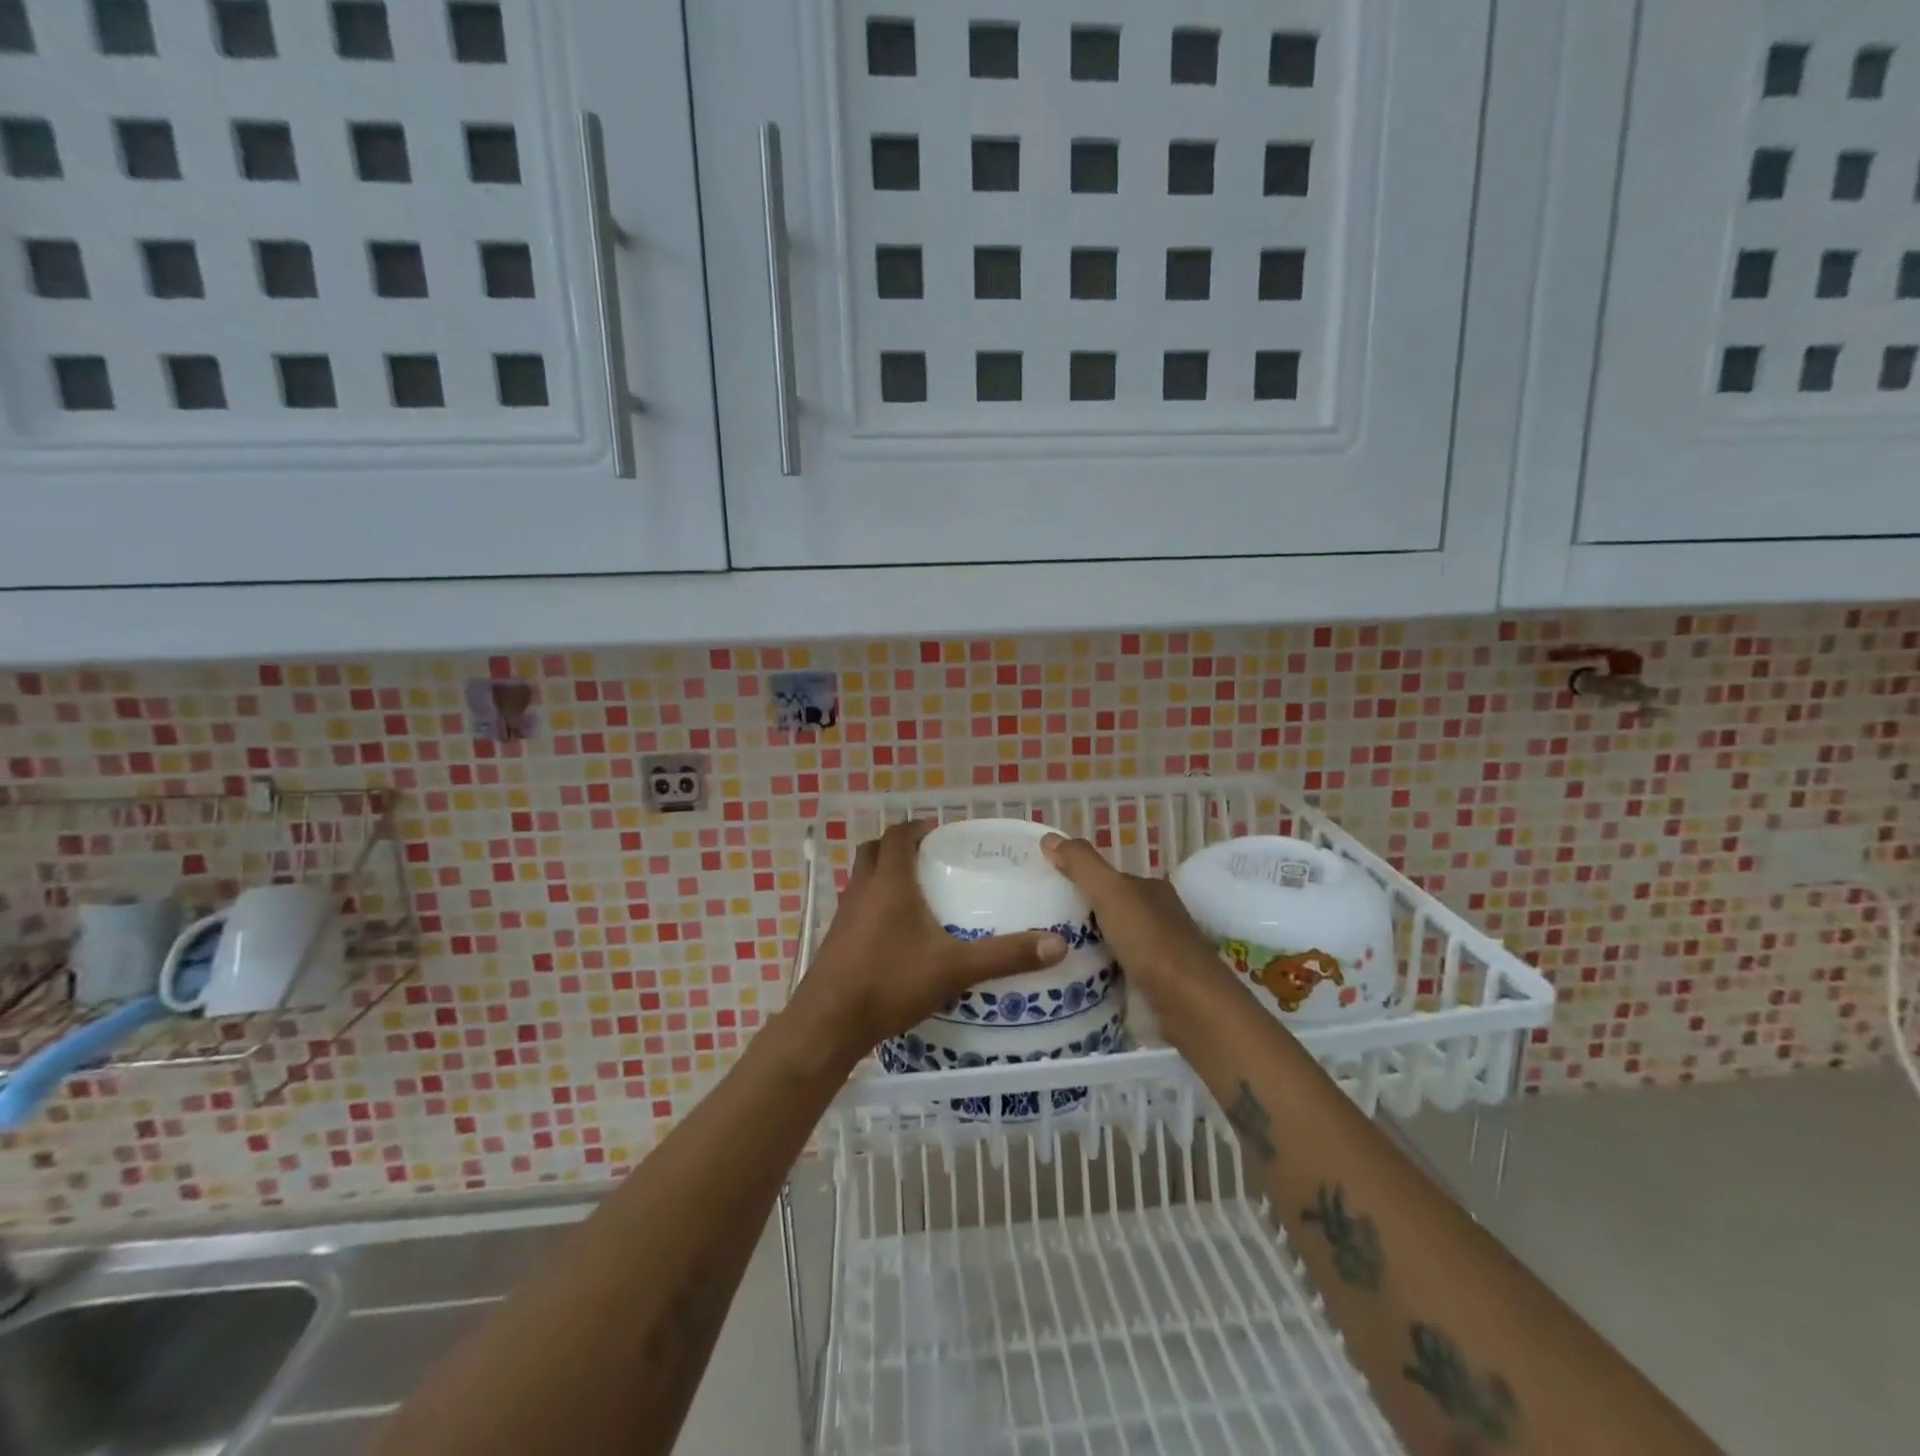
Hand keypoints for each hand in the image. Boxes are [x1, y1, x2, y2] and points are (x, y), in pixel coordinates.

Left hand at [786, 821, 1067, 1062]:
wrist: (829, 1023)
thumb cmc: (890, 982)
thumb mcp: (955, 969)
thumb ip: (1005, 955)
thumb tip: (1057, 944)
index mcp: (889, 882)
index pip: (897, 836)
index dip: (916, 828)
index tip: (938, 832)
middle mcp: (862, 890)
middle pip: (873, 851)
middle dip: (897, 847)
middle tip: (927, 858)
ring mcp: (844, 915)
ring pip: (862, 879)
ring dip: (883, 875)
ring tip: (916, 892)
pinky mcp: (835, 940)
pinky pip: (856, 907)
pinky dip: (874, 904)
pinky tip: (895, 933)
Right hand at [1041, 834, 1231, 1010]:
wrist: (1190, 1005)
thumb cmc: (1150, 942)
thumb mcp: (1111, 892)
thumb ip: (1082, 864)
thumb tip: (1049, 838)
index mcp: (1151, 889)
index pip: (1108, 879)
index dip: (1078, 881)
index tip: (1045, 893)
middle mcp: (1158, 916)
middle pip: (1109, 911)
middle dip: (1079, 917)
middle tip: (1040, 927)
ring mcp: (1158, 953)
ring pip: (1112, 942)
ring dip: (1086, 947)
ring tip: (1048, 955)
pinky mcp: (1155, 985)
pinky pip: (1117, 971)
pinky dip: (1098, 973)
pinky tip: (1075, 981)